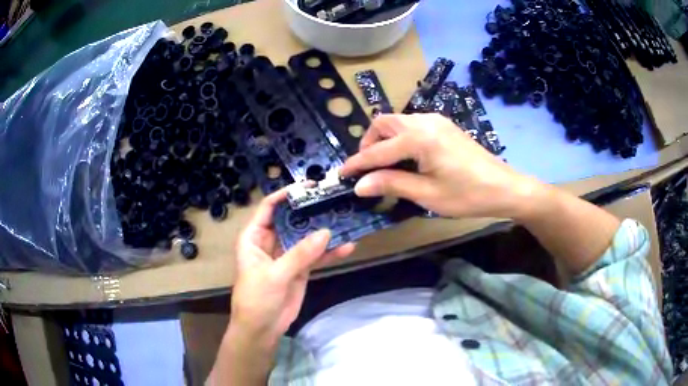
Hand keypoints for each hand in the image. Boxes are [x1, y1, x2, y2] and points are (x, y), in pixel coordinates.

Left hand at [230, 187, 355, 346]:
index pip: (269, 208)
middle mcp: (271, 241)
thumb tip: (327, 232)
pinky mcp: (300, 269)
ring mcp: (287, 255)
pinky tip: (347, 247)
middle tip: (333, 199)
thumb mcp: (275, 275)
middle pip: (291, 219)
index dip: (286, 195)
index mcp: (254, 237)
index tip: (309, 186)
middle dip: (311, 210)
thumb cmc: (256, 298)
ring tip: (346, 220)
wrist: (262, 329)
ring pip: (306, 237)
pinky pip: (316, 256)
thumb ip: (300, 254)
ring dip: (324, 231)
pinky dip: (330, 253)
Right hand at [340, 113, 541, 219]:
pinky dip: (399, 137)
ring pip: (397, 121)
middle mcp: (424, 121)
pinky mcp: (443, 125)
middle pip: (383, 123)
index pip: (378, 150)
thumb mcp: (427, 194)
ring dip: (384, 139)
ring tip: (383, 165)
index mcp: (419, 137)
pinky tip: (405, 157)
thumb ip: (391, 184)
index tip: (341, 175)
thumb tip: (360, 186)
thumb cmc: (467, 195)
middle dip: (369, 144)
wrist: (503, 187)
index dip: (357, 164)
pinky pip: (412, 125)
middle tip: (366, 169)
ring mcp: (436, 120)